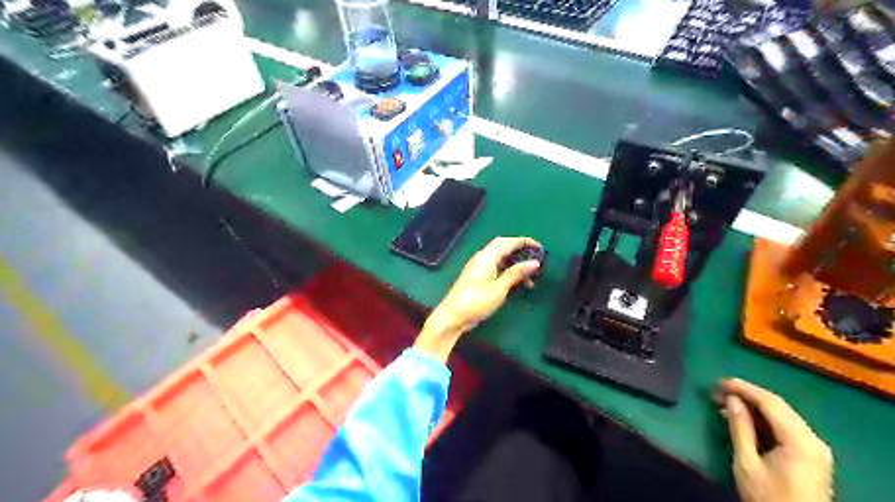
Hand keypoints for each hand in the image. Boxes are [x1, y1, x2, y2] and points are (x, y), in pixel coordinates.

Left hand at [410, 237, 536, 363]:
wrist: (452, 316)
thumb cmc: (475, 302)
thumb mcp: (499, 289)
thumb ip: (516, 274)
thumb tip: (534, 262)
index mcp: (486, 257)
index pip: (507, 242)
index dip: (523, 241)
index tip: (539, 247)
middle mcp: (482, 258)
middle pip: (504, 248)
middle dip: (521, 253)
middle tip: (537, 262)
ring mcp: (478, 268)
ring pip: (501, 260)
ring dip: (516, 266)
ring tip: (531, 280)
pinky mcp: (477, 277)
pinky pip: (496, 269)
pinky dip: (508, 273)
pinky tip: (517, 285)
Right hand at [718, 378, 835, 501]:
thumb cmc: (769, 498)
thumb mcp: (747, 463)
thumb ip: (740, 428)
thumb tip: (731, 399)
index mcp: (800, 441)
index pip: (770, 402)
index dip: (743, 388)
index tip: (718, 382)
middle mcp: (813, 439)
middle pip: (779, 406)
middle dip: (747, 394)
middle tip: (719, 390)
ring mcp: (815, 448)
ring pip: (783, 415)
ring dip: (754, 405)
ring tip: (726, 402)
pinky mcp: (812, 455)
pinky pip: (786, 426)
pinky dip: (764, 418)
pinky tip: (744, 418)